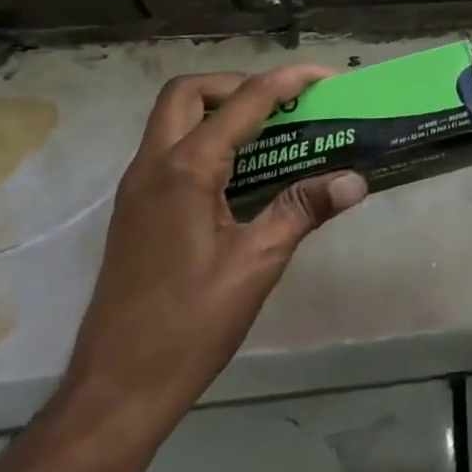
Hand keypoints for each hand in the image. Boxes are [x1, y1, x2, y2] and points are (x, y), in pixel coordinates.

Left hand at [62, 67, 367, 442]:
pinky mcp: (135, 212)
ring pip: (172, 119)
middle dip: (238, 84)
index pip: (244, 102)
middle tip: (282, 105)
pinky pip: (169, 149)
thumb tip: (356, 180)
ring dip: (218, 109)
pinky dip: (205, 139)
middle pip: (188, 93)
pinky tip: (240, 173)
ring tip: (270, 132)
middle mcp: (153, 166)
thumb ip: (303, 209)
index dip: (289, 81)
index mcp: (185, 170)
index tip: (327, 78)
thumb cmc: (188, 326)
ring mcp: (137, 189)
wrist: (114, 392)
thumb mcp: (257, 264)